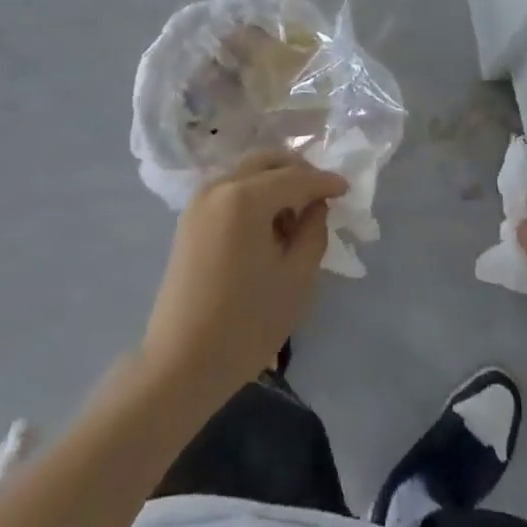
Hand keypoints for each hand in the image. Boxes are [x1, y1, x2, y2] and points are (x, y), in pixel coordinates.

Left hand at [140, 150, 346, 410]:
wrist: (179, 364)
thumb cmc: (245, 324)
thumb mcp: (296, 278)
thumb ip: (314, 230)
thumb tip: (315, 206)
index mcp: (245, 196)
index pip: (295, 177)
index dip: (325, 182)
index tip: (348, 189)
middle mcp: (219, 185)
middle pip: (268, 161)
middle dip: (298, 172)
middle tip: (322, 196)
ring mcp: (200, 199)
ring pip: (248, 172)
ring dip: (276, 183)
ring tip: (296, 217)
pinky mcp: (190, 217)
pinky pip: (231, 189)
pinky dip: (254, 194)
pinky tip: (269, 225)